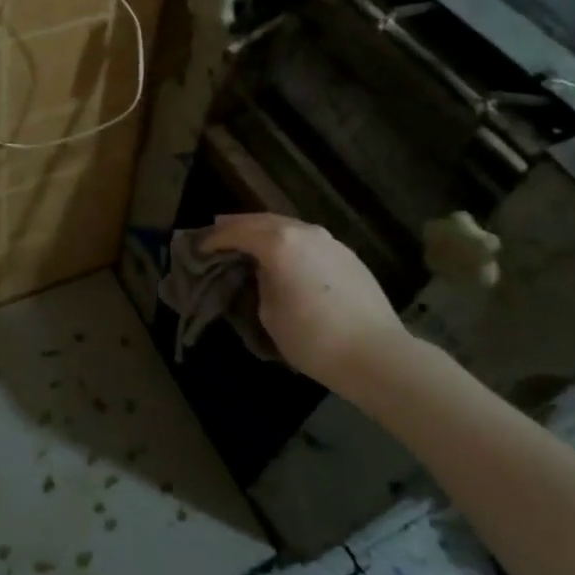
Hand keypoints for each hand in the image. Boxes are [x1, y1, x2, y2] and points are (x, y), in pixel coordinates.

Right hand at [199, 214, 409, 388]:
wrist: (375, 354)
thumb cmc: (312, 336)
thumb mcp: (268, 311)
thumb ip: (260, 281)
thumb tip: (264, 271)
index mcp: (278, 242)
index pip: (236, 232)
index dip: (214, 239)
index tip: (199, 248)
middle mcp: (304, 232)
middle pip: (262, 220)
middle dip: (238, 226)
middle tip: (218, 233)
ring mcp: (330, 241)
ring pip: (289, 227)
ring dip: (266, 231)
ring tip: (249, 242)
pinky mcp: (348, 256)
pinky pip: (308, 240)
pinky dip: (289, 243)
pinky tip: (285, 256)